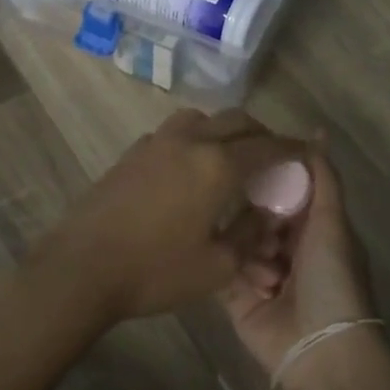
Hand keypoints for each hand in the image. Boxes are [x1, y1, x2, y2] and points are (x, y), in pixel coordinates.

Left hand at [25, 108, 306, 325]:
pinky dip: (194, 139)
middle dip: (261, 134)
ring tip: (231, 156)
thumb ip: (249, 236)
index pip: (267, 146)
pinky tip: (189, 168)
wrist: (81, 268)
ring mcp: (156, 142)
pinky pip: (174, 133)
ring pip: (202, 119)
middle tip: (272, 156)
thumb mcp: (216, 266)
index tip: (308, 152)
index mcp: (218, 164)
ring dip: (224, 129)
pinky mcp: (132, 153)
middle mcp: (190, 141)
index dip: (292, 148)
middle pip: (237, 120)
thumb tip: (265, 217)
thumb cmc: (155, 271)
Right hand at [222, 148, 378, 389]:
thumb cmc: (332, 279)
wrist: (321, 350)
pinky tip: (255, 283)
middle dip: (257, 218)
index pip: (284, 192)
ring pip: (238, 240)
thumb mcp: (332, 222)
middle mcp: (286, 248)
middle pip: (257, 215)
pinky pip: (224, 270)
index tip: (250, 166)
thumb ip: (323, 177)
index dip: (271, 180)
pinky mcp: (237, 298)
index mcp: (313, 229)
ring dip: (251, 250)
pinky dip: (236, 272)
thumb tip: (317, 131)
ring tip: (269, 270)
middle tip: (262, 227)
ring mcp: (260, 274)